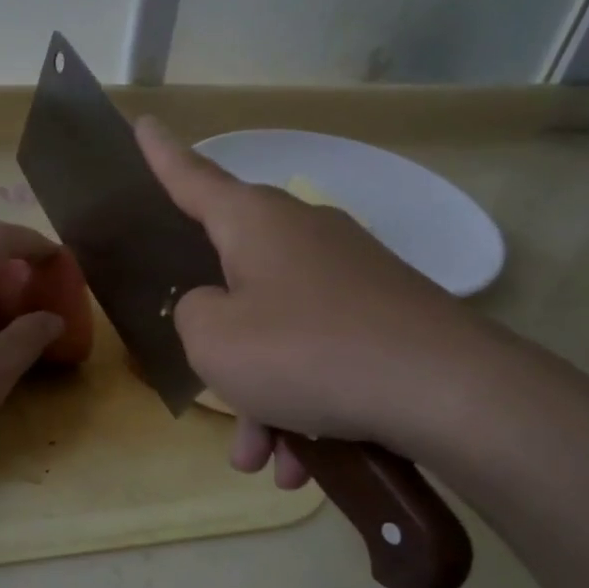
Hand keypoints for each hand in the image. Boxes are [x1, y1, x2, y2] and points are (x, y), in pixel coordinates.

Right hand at [135, 117, 507, 473]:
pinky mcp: (383, 316)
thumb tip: (214, 308)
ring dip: (262, 399)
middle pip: (236, 283)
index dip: (160, 155)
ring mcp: (349, 275)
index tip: (142, 123)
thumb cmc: (305, 352)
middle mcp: (302, 236)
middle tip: (212, 395)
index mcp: (254, 223)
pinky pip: (321, 356)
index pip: (192, 178)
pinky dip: (305, 405)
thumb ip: (191, 314)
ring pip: (278, 335)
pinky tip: (305, 464)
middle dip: (221, 349)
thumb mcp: (213, 339)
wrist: (446, 391)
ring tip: (262, 459)